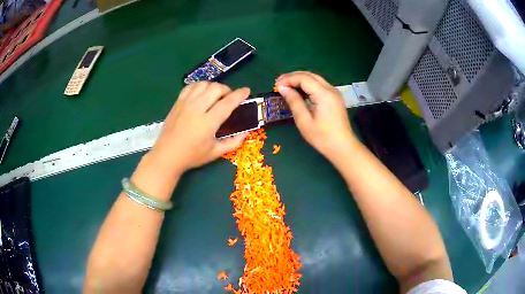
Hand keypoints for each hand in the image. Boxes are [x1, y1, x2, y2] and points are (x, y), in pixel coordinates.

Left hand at [148, 82, 249, 175]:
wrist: (167, 155)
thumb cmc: (192, 156)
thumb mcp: (215, 153)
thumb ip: (233, 142)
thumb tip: (247, 132)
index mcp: (208, 122)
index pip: (227, 103)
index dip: (239, 95)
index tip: (246, 91)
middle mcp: (197, 109)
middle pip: (216, 88)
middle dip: (227, 90)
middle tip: (229, 98)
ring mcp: (185, 103)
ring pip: (203, 84)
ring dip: (214, 86)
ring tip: (216, 95)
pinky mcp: (178, 102)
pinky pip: (191, 86)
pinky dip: (200, 86)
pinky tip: (202, 93)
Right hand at [275, 71, 356, 160]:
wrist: (343, 147)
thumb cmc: (323, 137)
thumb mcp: (304, 121)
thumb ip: (294, 102)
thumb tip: (283, 88)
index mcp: (323, 94)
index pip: (304, 78)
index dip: (288, 79)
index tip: (276, 86)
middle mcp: (330, 89)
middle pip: (310, 75)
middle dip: (293, 76)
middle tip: (279, 83)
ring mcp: (334, 93)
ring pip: (315, 78)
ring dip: (300, 79)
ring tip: (286, 86)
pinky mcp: (335, 98)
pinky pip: (319, 85)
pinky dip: (307, 85)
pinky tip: (299, 91)